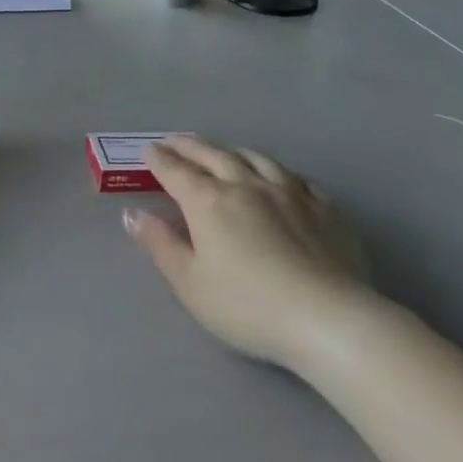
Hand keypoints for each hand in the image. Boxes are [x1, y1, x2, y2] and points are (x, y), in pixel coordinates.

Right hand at [124, 137, 371, 371]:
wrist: (329, 319)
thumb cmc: (248, 306)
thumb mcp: (190, 284)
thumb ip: (160, 245)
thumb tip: (133, 214)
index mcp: (208, 201)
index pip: (176, 171)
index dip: (159, 160)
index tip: (149, 152)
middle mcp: (245, 185)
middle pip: (212, 155)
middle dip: (189, 146)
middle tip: (176, 142)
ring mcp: (289, 192)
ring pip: (255, 158)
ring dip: (232, 151)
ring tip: (224, 152)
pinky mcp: (324, 208)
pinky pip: (296, 177)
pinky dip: (278, 172)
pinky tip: (280, 179)